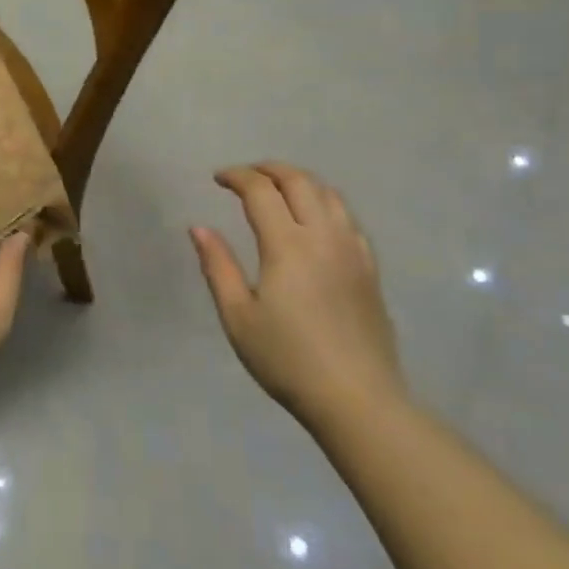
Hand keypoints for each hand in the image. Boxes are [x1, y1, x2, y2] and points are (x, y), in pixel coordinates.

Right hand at [191, 163, 405, 421]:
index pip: (261, 191)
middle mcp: (323, 236)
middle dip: (268, 169)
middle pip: (299, 181)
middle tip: (245, 176)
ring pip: (328, 193)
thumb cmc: (287, 359)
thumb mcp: (238, 317)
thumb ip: (217, 266)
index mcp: (287, 245)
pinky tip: (314, 219)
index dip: (237, 177)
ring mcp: (352, 249)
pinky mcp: (369, 267)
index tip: (217, 179)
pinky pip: (347, 217)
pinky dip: (324, 202)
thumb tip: (199, 228)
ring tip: (277, 189)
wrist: (357, 398)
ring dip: (299, 180)